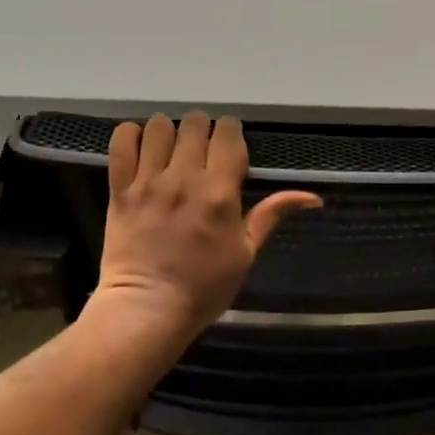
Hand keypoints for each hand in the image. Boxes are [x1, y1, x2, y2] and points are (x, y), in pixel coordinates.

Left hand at [92, 113, 321, 343]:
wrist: (148, 310)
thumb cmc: (204, 287)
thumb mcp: (247, 252)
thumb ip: (272, 215)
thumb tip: (313, 196)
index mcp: (220, 193)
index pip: (228, 136)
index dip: (231, 132)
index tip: (230, 145)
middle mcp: (185, 179)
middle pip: (194, 124)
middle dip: (202, 129)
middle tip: (201, 148)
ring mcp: (149, 182)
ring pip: (159, 127)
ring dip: (168, 131)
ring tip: (170, 148)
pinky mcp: (120, 190)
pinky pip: (121, 143)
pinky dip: (130, 135)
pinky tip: (139, 146)